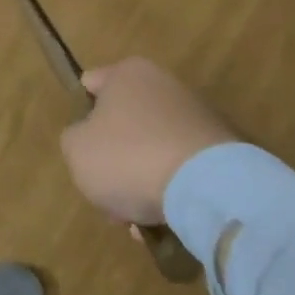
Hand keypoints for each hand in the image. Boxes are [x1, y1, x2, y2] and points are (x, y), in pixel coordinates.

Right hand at [60, 58, 236, 224]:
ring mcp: (197, 117)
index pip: (92, 83)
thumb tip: (91, 140)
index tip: (80, 143)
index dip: (82, 113)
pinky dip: (170, 191)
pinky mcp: (221, 149)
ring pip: (152, 150)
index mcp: (128, 74)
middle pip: (124, 123)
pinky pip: (181, 169)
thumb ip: (74, 139)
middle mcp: (164, 85)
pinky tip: (162, 221)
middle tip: (105, 192)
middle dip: (113, 159)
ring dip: (141, 180)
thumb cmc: (128, 157)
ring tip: (135, 219)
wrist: (207, 187)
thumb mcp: (76, 150)